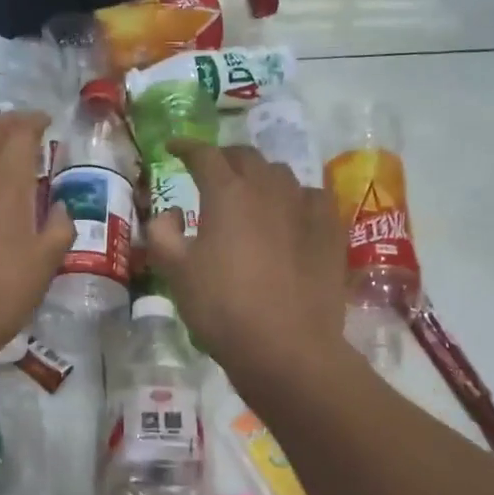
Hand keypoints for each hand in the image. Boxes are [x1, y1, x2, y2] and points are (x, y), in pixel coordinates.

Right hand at [146, 142, 348, 384]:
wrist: (286, 347)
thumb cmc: (222, 308)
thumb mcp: (175, 273)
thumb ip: (162, 233)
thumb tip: (170, 213)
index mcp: (227, 193)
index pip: (204, 155)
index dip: (186, 147)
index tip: (173, 148)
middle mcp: (268, 188)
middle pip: (246, 157)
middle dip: (224, 158)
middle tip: (211, 172)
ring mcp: (305, 207)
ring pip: (281, 174)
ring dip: (260, 176)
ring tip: (251, 193)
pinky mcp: (331, 230)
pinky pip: (312, 198)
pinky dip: (295, 198)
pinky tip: (291, 215)